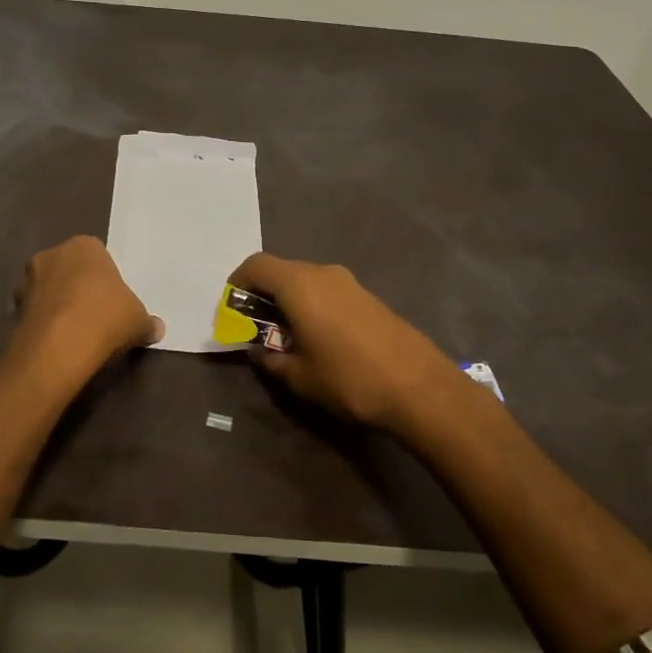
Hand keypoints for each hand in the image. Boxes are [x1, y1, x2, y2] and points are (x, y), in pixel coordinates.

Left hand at [11, 236, 161, 377]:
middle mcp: (52, 254)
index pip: (96, 255)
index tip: (111, 300)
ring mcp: (28, 280)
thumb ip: (146, 322)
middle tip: (93, 314)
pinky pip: (35, 311)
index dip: (104, 278)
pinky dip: (43, 322)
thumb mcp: (138, 320)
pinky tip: (57, 342)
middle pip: (68, 269)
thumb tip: (156, 329)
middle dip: (76, 287)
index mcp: (84, 246)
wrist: (60, 345)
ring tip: (73, 331)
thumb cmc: (106, 317)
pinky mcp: (13, 307)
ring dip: (56, 304)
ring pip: (48, 289)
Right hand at [227, 253, 468, 435]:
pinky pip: (328, 292)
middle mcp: (323, 273)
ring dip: (289, 301)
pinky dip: (312, 306)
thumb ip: (272, 360)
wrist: (420, 387)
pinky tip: (318, 338)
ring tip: (287, 337)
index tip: (231, 310)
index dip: (238, 283)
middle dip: (262, 295)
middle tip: (255, 328)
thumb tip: (260, 352)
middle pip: (281, 271)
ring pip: (306, 281)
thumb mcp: (300, 377)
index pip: (257, 266)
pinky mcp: (368, 297)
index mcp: (300, 285)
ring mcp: (350, 283)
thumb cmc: (349, 378)